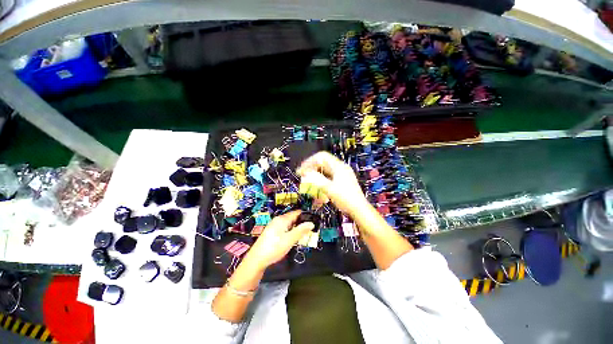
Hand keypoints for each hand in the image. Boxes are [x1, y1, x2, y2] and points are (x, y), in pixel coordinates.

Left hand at [242, 210, 313, 270]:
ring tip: (303, 235)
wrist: (256, 260)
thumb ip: (301, 231)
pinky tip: (292, 238)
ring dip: (296, 228)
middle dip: (301, 223)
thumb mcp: (290, 240)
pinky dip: (290, 231)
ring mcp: (274, 226)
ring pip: (289, 224)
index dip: (305, 216)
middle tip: (309, 230)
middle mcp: (278, 220)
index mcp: (282, 219)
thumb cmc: (274, 248)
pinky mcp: (271, 232)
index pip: (297, 213)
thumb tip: (311, 223)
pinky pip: (284, 228)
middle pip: (293, 218)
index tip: (313, 221)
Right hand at [297, 151, 368, 216]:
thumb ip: (316, 179)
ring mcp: (341, 174)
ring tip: (309, 184)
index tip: (301, 170)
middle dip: (312, 170)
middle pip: (323, 163)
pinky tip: (318, 190)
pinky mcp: (341, 181)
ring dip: (316, 177)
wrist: (359, 210)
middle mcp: (340, 168)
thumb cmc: (345, 198)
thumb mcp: (329, 189)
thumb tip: (305, 173)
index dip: (310, 162)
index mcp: (338, 166)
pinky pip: (328, 178)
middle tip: (303, 177)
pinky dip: (321, 182)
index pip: (321, 157)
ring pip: (325, 171)